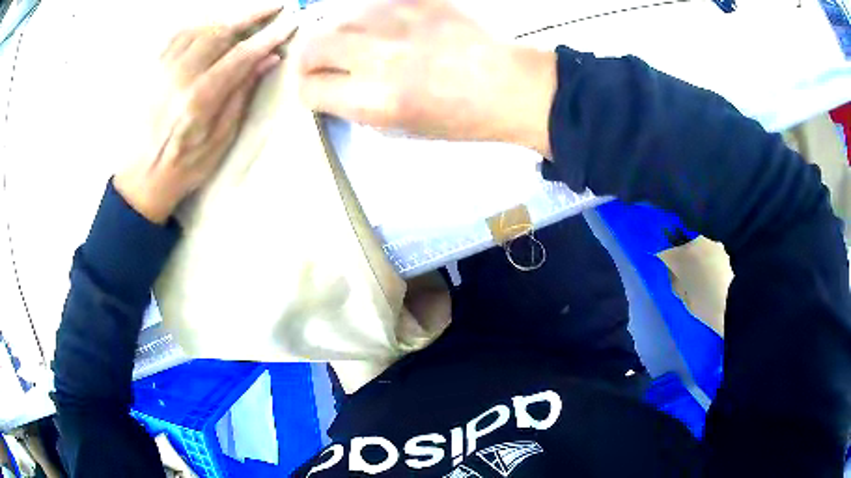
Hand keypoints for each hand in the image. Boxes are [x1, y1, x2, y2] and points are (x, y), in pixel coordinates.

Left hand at [114, 7, 296, 223]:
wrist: (142, 178)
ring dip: (227, 18)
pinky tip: (212, 25)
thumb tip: (266, 60)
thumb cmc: (185, 166)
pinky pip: (178, 35)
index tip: (289, 24)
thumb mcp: (221, 139)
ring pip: (199, 28)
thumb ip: (241, 95)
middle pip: (220, 31)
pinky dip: (200, 24)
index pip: (241, 55)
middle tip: (275, 7)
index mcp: (200, 98)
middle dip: (251, 15)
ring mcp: (163, 70)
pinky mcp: (154, 70)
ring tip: (246, 16)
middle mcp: (180, 76)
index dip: (268, 37)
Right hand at [298, 0, 555, 155]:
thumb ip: (357, 108)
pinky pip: (373, 5)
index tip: (320, 92)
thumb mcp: (401, 130)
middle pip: (311, 47)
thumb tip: (332, 89)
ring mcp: (396, 21)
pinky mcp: (416, 0)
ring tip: (364, 46)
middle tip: (326, 66)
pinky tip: (390, 30)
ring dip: (341, 37)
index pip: (308, 90)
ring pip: (339, 20)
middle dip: (310, 61)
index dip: (309, 93)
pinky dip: (371, 20)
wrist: (510, 85)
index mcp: (374, 99)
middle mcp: (377, 56)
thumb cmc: (460, 118)